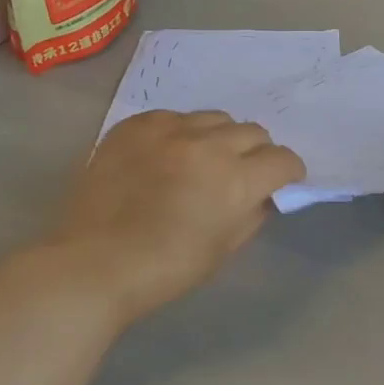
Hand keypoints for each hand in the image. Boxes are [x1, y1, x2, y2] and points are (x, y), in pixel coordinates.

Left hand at [51, 110, 305, 325]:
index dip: (289, 172)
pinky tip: (168, 154)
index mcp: (236, 179)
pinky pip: (174, 116)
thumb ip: (253, 214)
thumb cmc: (167, 268)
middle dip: (257, 153)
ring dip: (221, 138)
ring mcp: (169, 130)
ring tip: (204, 159)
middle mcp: (208, 145)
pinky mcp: (136, 125)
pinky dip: (181, 132)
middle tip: (243, 172)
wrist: (94, 264)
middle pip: (253, 132)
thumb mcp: (224, 248)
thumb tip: (264, 195)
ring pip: (215, 118)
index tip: (282, 181)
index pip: (283, 160)